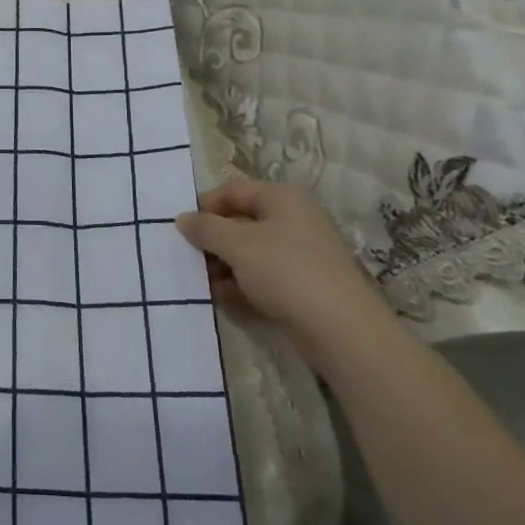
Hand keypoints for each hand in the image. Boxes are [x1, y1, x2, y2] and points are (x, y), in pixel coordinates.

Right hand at [176, 180, 395, 368]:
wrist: (343, 332)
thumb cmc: (287, 272)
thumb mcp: (237, 244)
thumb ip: (205, 228)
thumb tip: (182, 219)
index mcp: (282, 199)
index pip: (233, 191)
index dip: (204, 206)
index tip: (180, 229)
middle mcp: (293, 220)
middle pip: (241, 223)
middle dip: (213, 242)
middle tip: (187, 259)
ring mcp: (301, 256)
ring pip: (250, 254)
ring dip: (224, 267)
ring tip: (202, 284)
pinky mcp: (304, 288)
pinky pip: (263, 279)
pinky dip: (242, 287)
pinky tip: (224, 301)